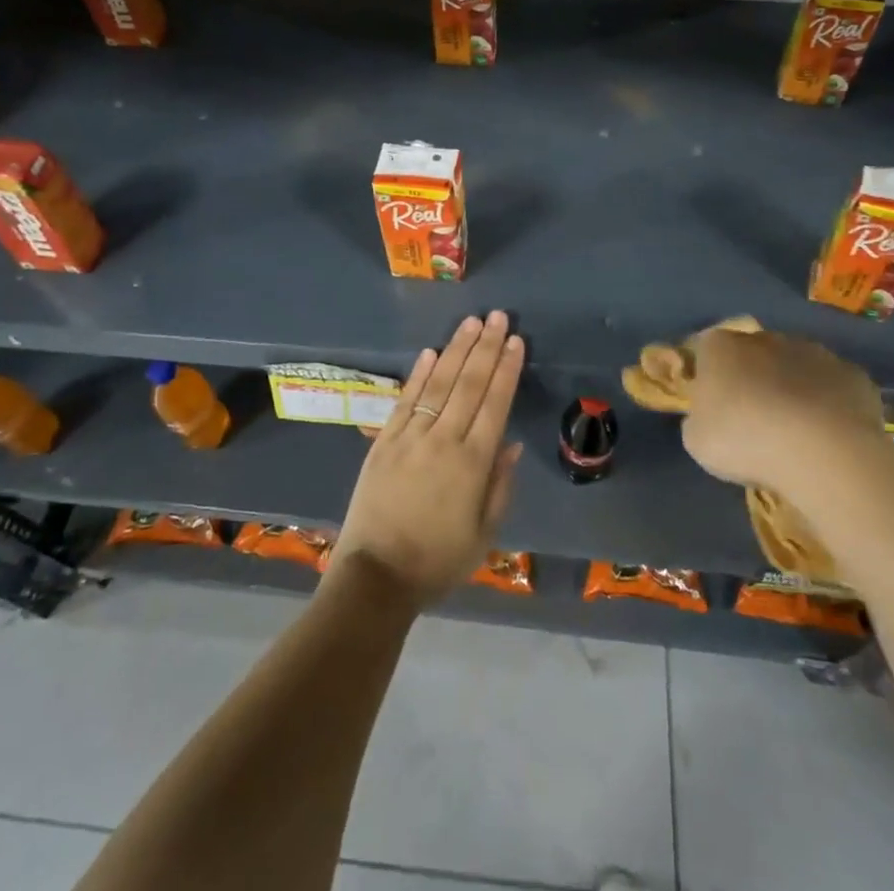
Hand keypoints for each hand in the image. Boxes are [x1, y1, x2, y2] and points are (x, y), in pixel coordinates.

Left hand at [329, 312, 524, 608]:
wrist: (377, 577)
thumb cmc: (438, 561)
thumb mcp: (484, 534)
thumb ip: (500, 486)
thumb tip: (511, 443)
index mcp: (473, 463)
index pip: (495, 404)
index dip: (507, 370)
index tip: (516, 341)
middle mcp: (443, 440)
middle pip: (469, 384)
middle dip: (486, 347)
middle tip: (498, 316)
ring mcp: (410, 437)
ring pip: (438, 383)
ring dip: (456, 350)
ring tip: (471, 322)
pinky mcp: (384, 441)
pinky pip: (405, 400)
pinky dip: (418, 374)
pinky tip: (431, 351)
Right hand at [680, 327, 885, 488]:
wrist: (821, 452)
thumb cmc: (745, 441)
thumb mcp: (697, 440)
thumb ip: (699, 418)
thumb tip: (709, 415)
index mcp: (720, 346)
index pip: (707, 350)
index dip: (710, 377)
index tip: (715, 406)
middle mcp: (765, 338)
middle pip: (753, 354)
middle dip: (753, 379)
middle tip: (755, 420)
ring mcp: (813, 352)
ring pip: (796, 366)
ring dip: (793, 389)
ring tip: (796, 432)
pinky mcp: (853, 374)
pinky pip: (833, 387)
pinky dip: (829, 404)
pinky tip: (829, 435)